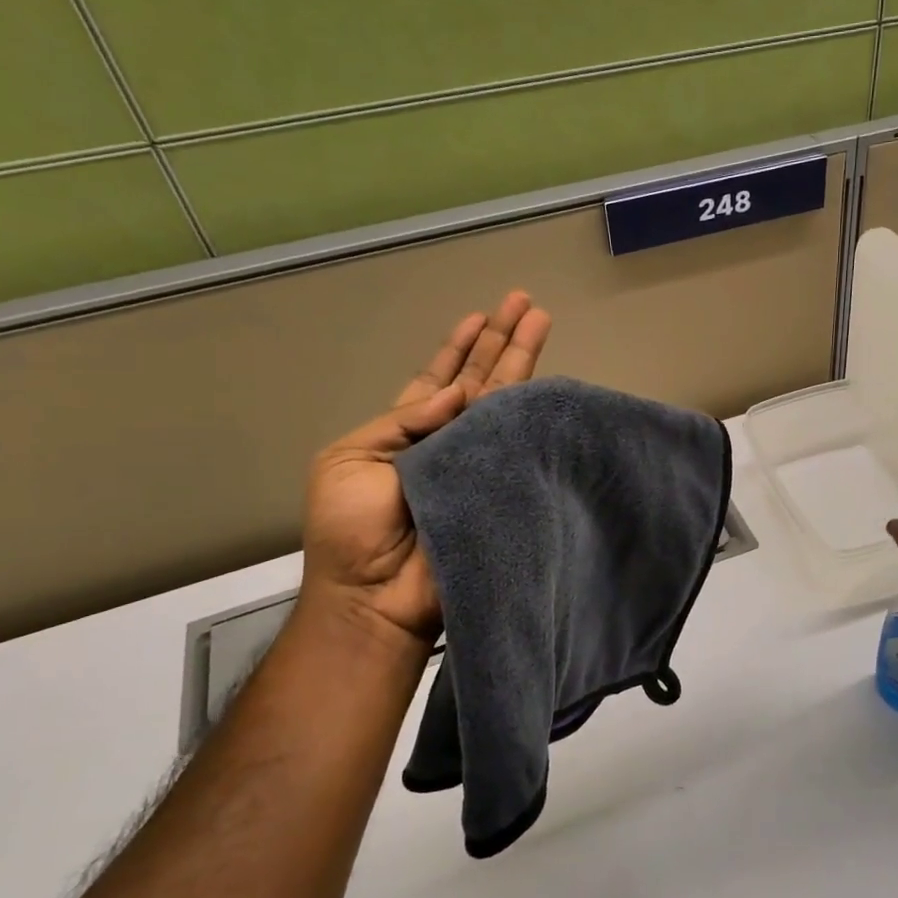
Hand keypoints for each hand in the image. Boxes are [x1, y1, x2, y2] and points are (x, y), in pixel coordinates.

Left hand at [300, 291, 551, 646]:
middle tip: (527, 302)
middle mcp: (451, 441)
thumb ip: (401, 422)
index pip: (440, 380)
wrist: (376, 595)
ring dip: (524, 361)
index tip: (481, 315)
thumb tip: (459, 393)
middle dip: (503, 340)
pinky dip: (533, 411)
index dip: (460, 347)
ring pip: (507, 401)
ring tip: (542, 320)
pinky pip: (521, 443)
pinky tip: (548, 382)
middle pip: (483, 381)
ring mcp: (482, 462)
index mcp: (407, 434)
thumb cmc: (349, 530)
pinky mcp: (506, 485)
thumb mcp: (349, 461)